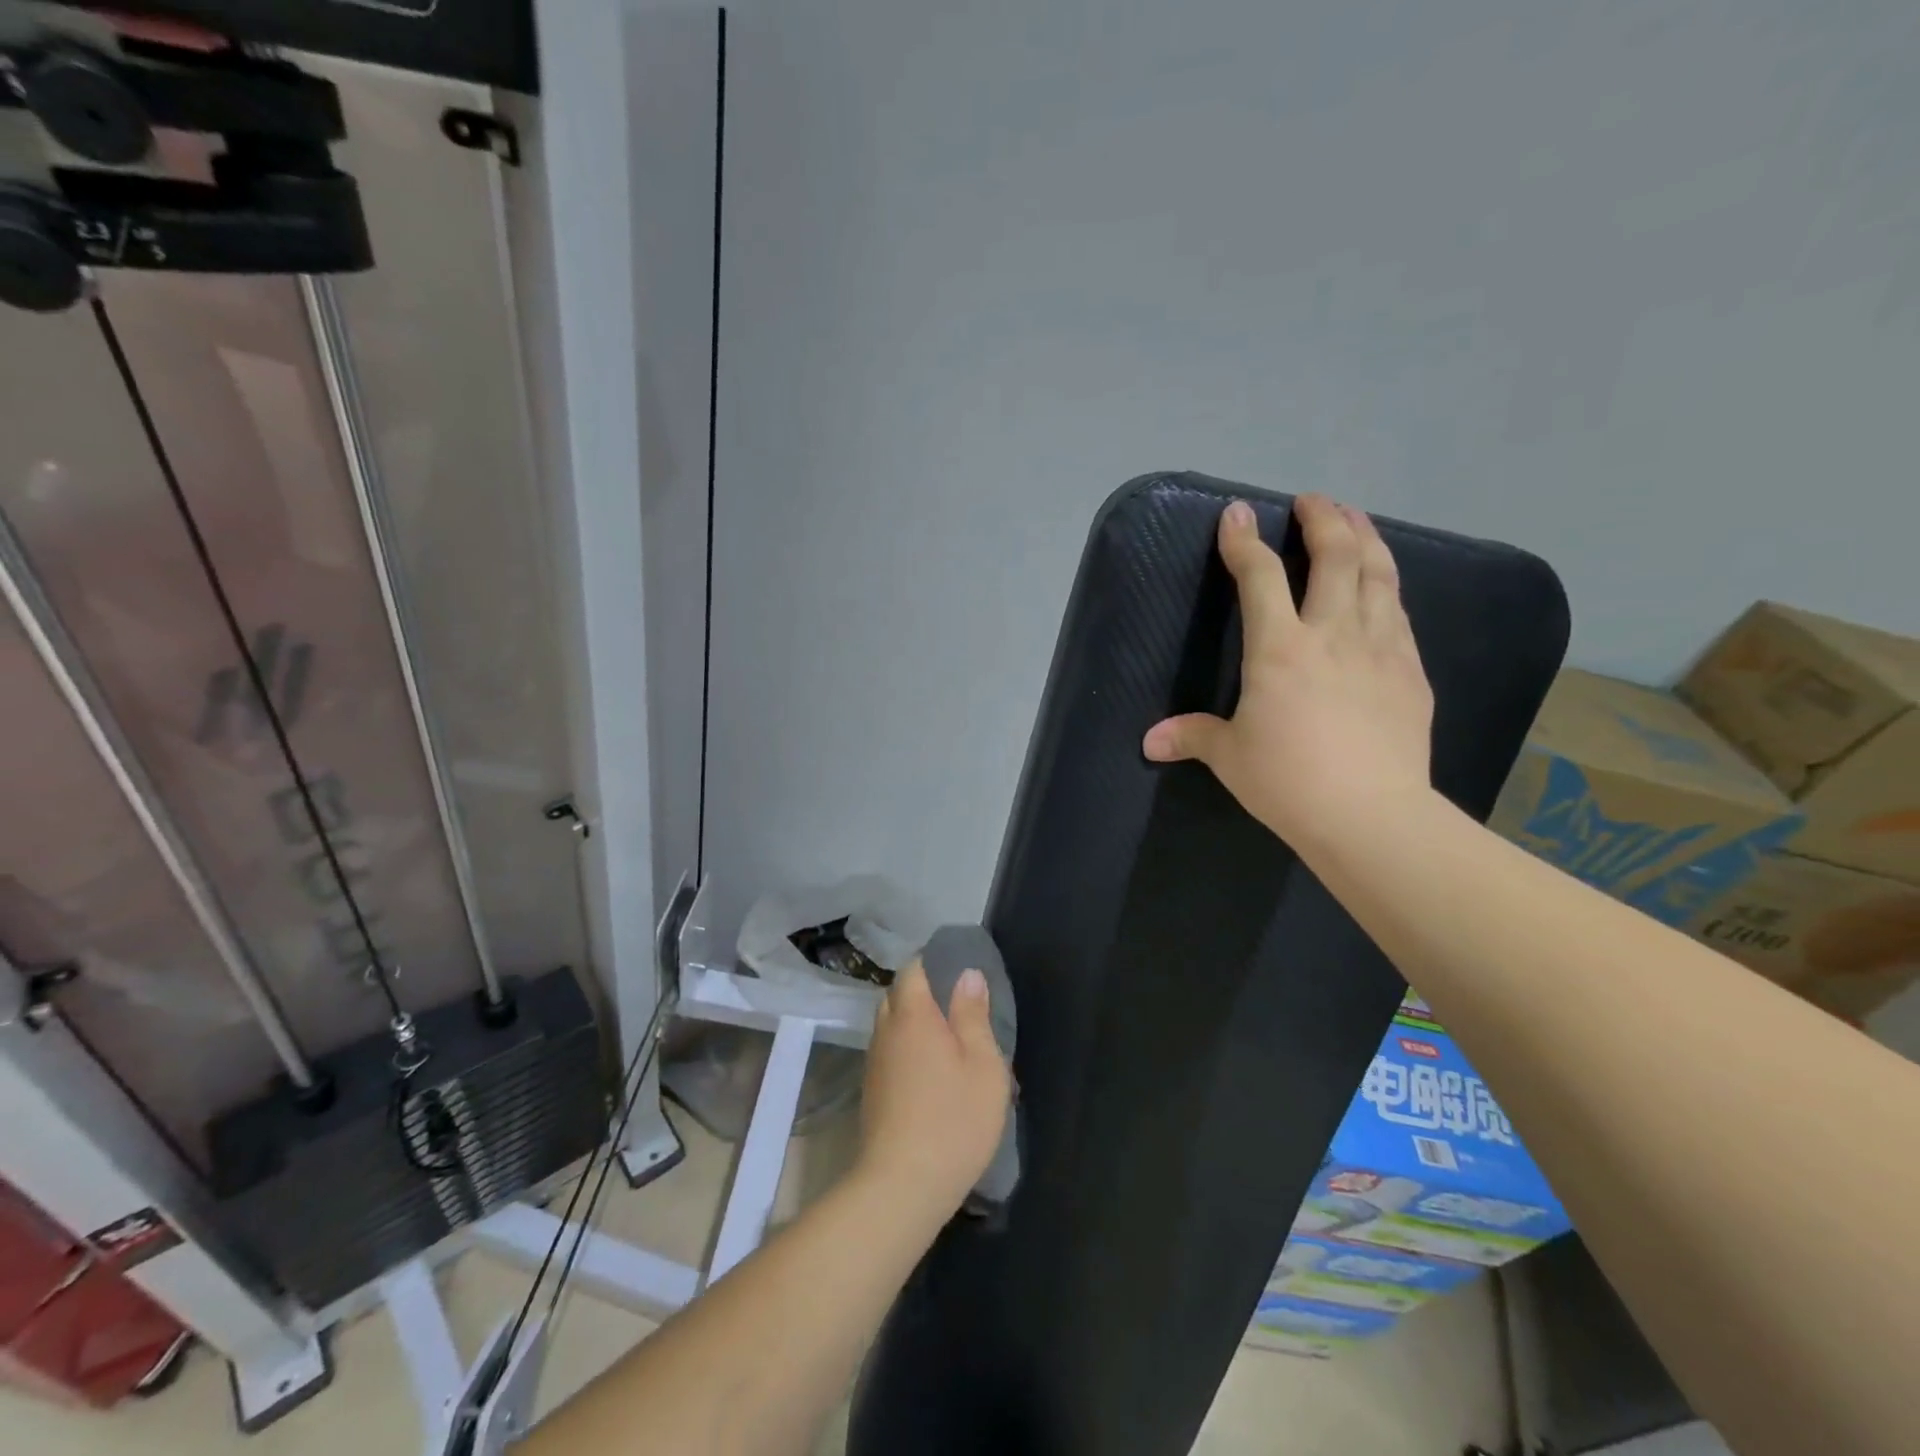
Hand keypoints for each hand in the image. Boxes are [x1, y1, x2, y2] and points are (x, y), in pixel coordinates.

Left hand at [856, 962, 1011, 1221]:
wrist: (901, 1186)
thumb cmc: (953, 1119)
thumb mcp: (982, 1065)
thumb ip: (973, 1015)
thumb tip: (968, 974)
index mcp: (913, 1015)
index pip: (913, 970)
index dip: (933, 963)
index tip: (958, 970)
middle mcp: (886, 1030)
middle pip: (898, 996)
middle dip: (923, 993)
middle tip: (957, 1007)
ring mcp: (874, 1062)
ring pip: (891, 1026)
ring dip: (913, 1024)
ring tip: (947, 1041)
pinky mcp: (871, 1091)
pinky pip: (888, 1052)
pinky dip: (906, 1050)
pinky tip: (929, 1073)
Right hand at [1142, 495, 1434, 852]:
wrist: (1370, 815)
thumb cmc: (1288, 781)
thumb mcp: (1230, 757)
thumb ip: (1192, 736)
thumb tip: (1149, 742)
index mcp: (1279, 649)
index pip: (1259, 577)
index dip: (1243, 541)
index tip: (1236, 513)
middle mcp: (1331, 634)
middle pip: (1335, 556)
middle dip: (1323, 519)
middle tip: (1312, 501)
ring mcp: (1380, 648)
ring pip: (1378, 574)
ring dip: (1365, 538)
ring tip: (1355, 519)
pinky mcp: (1410, 671)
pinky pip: (1399, 613)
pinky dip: (1387, 586)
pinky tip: (1383, 587)